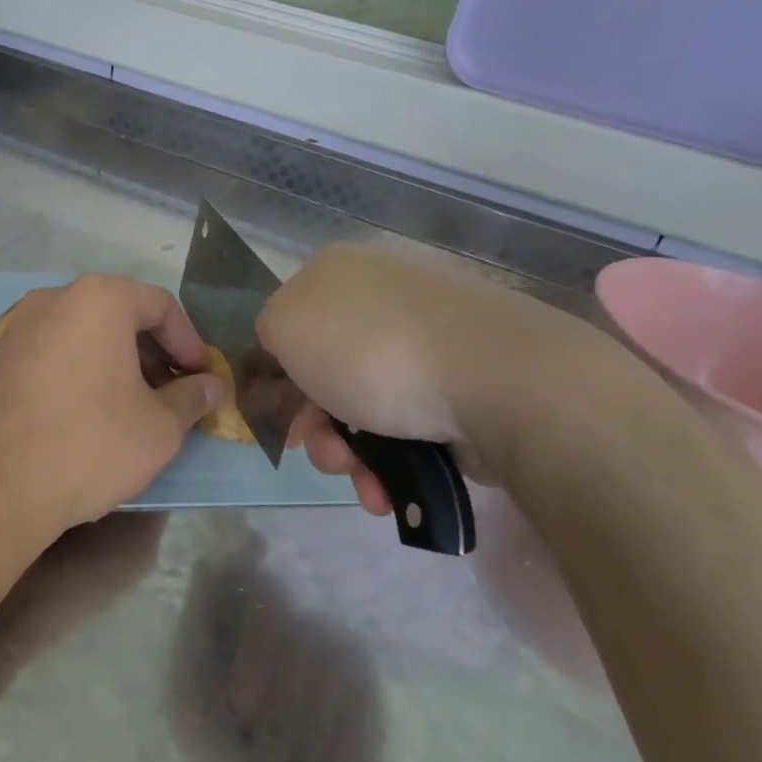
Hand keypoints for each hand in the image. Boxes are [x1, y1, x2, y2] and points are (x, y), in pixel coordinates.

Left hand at [0, 275, 222, 537]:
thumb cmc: (90, 445)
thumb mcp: (159, 427)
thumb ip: (192, 398)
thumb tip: (211, 387)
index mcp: (99, 299)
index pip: (161, 305)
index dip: (189, 341)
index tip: (202, 377)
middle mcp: (54, 298)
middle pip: (120, 313)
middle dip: (153, 351)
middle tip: (174, 390)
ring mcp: (19, 327)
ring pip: (85, 332)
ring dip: (119, 360)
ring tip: (137, 403)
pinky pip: (55, 351)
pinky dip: (83, 369)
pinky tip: (93, 410)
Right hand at [256, 242, 631, 510]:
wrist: (493, 379)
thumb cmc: (372, 350)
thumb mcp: (286, 326)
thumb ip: (268, 331)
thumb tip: (291, 352)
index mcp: (340, 273)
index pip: (293, 324)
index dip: (281, 375)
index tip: (284, 417)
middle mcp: (385, 298)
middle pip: (328, 373)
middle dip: (319, 426)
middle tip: (327, 455)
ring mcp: (430, 339)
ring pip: (366, 407)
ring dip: (351, 454)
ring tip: (364, 482)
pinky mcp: (465, 381)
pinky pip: (410, 423)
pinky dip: (393, 460)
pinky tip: (390, 488)